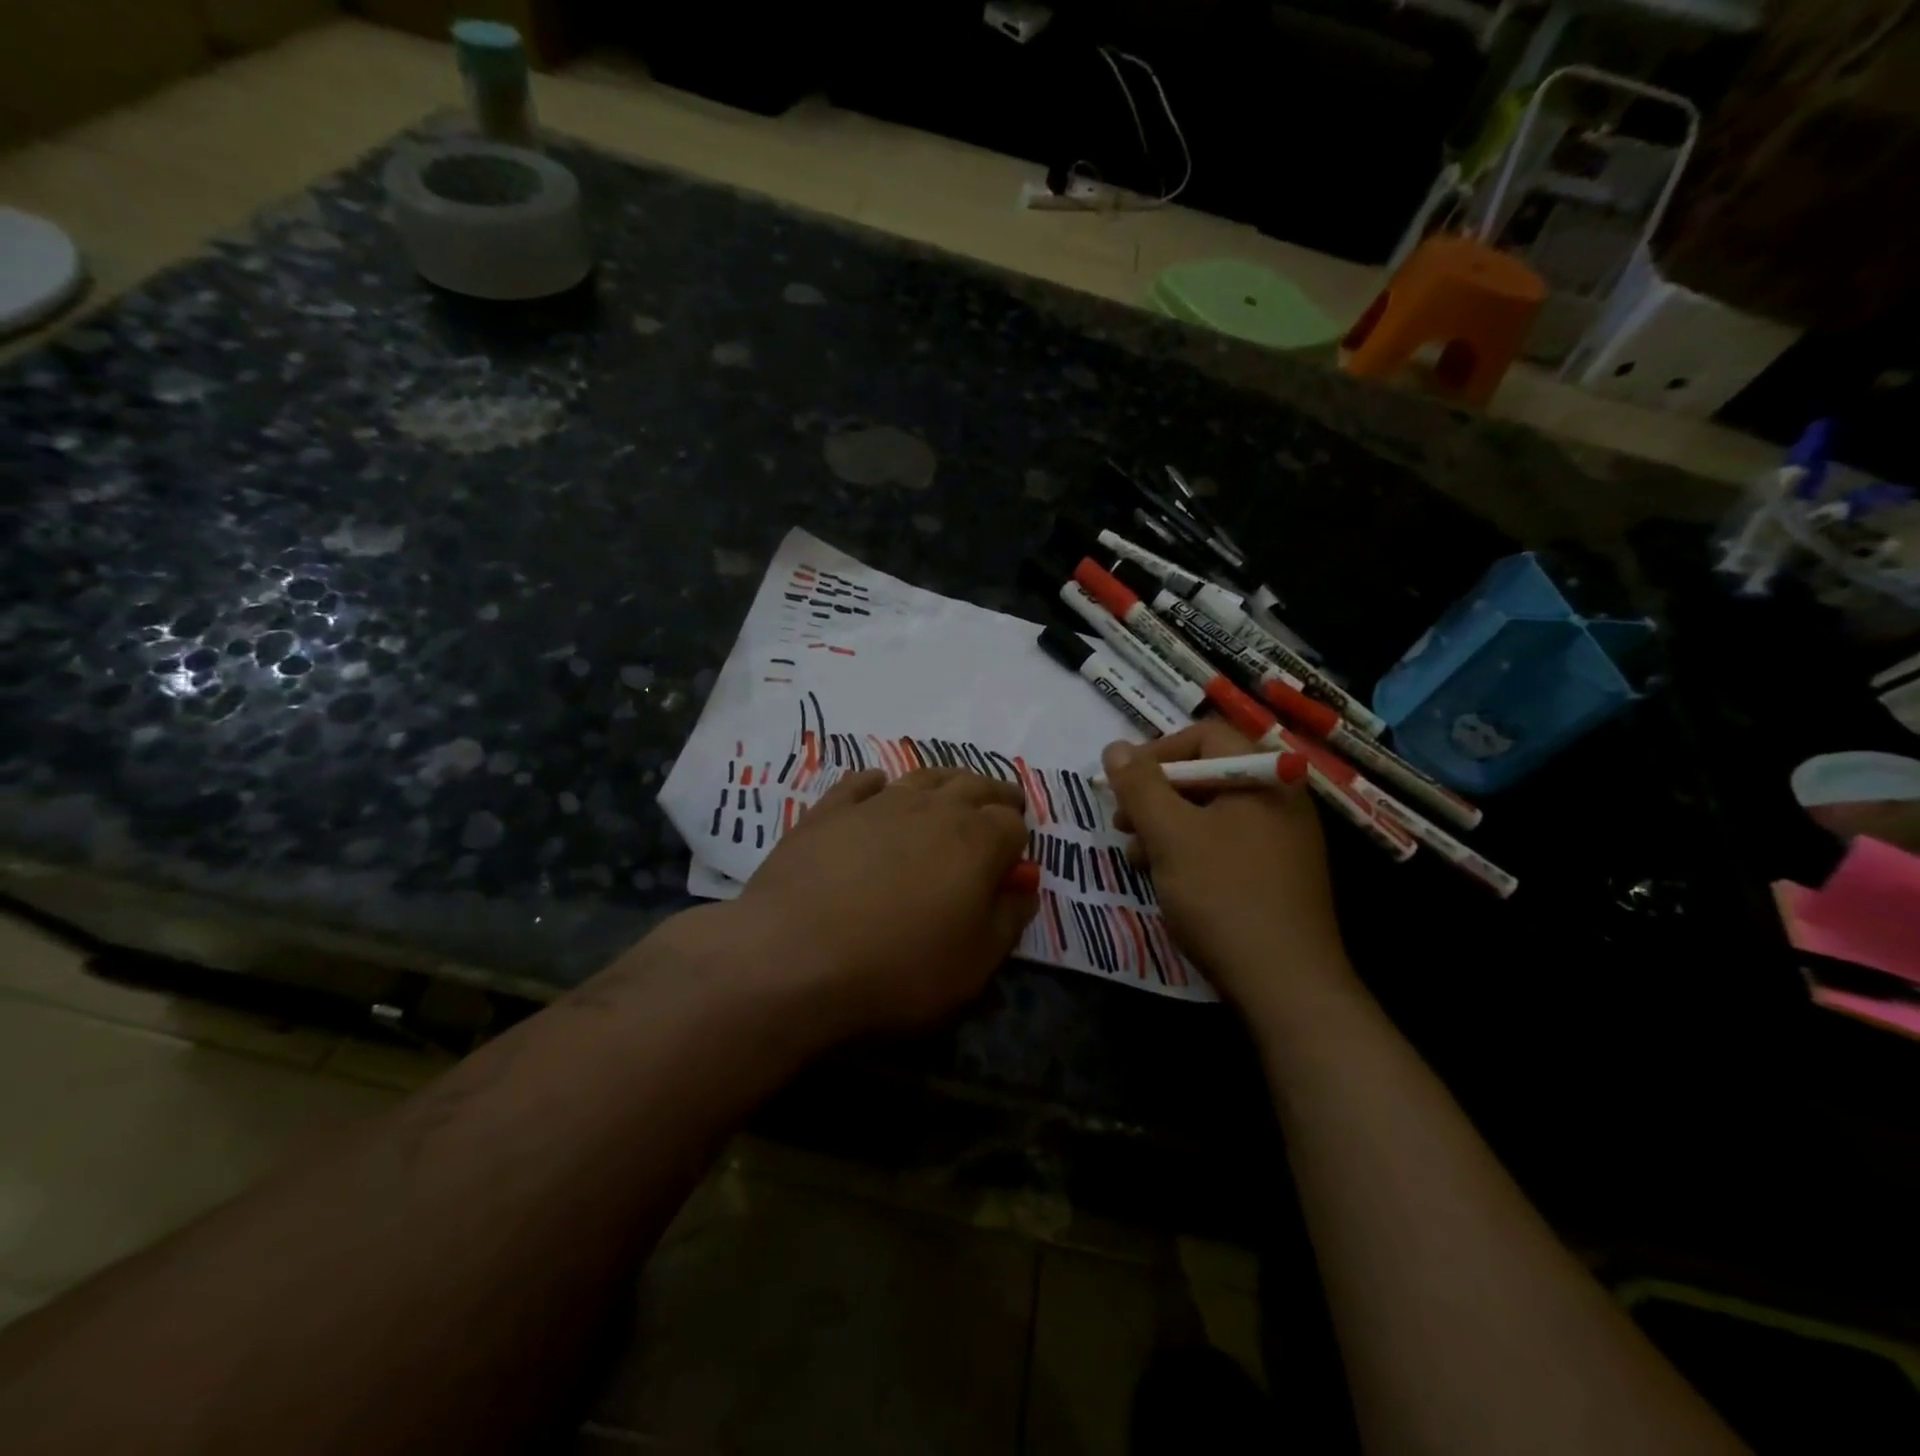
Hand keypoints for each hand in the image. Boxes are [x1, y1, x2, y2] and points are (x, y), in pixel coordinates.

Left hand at [721, 767, 1037, 1040]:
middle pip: (975, 786)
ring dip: (946, 781)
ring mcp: (877, 804)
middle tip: (1001, 805)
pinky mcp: (829, 810)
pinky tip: (877, 787)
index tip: (1013, 859)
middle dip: (995, 795)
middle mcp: (933, 809)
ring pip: (923, 776)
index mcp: (977, 841)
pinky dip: (877, 783)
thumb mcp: (975, 962)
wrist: (793, 957)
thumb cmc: (898, 969)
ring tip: (951, 791)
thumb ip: (1009, 918)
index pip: (1012, 824)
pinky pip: (861, 783)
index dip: (1018, 839)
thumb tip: (1024, 883)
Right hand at [1102, 720, 1351, 1011]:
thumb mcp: (1170, 835)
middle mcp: (1279, 799)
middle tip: (1122, 822)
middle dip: (1156, 795)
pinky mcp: (1276, 874)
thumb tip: (1115, 747)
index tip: (1123, 784)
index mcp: (1264, 777)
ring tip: (1137, 857)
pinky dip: (1190, 851)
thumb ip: (1140, 786)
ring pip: (1211, 813)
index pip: (1205, 736)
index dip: (1157, 752)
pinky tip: (1165, 878)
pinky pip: (1225, 844)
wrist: (1285, 984)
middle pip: (1206, 774)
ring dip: (1166, 827)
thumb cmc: (1224, 895)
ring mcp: (1282, 839)